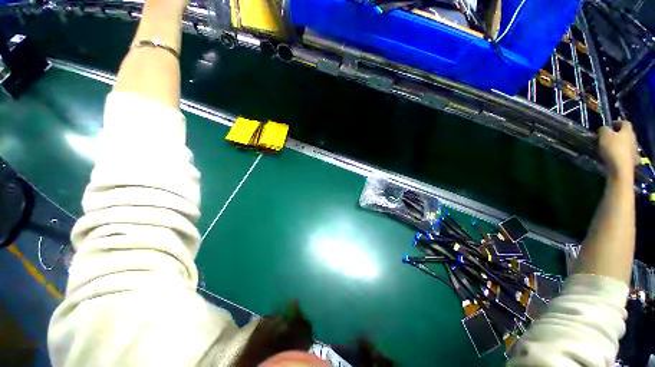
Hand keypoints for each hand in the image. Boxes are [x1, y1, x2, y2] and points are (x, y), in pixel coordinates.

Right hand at [598, 121, 638, 178]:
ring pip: (626, 144)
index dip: (617, 123)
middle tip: (607, 138)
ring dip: (618, 145)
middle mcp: (633, 139)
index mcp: (627, 131)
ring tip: (608, 149)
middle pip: (625, 134)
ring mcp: (634, 150)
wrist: (620, 168)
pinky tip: (614, 158)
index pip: (624, 122)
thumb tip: (604, 129)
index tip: (608, 126)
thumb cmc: (612, 149)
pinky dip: (620, 155)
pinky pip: (625, 155)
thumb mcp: (604, 136)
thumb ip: (603, 130)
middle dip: (617, 135)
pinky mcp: (632, 160)